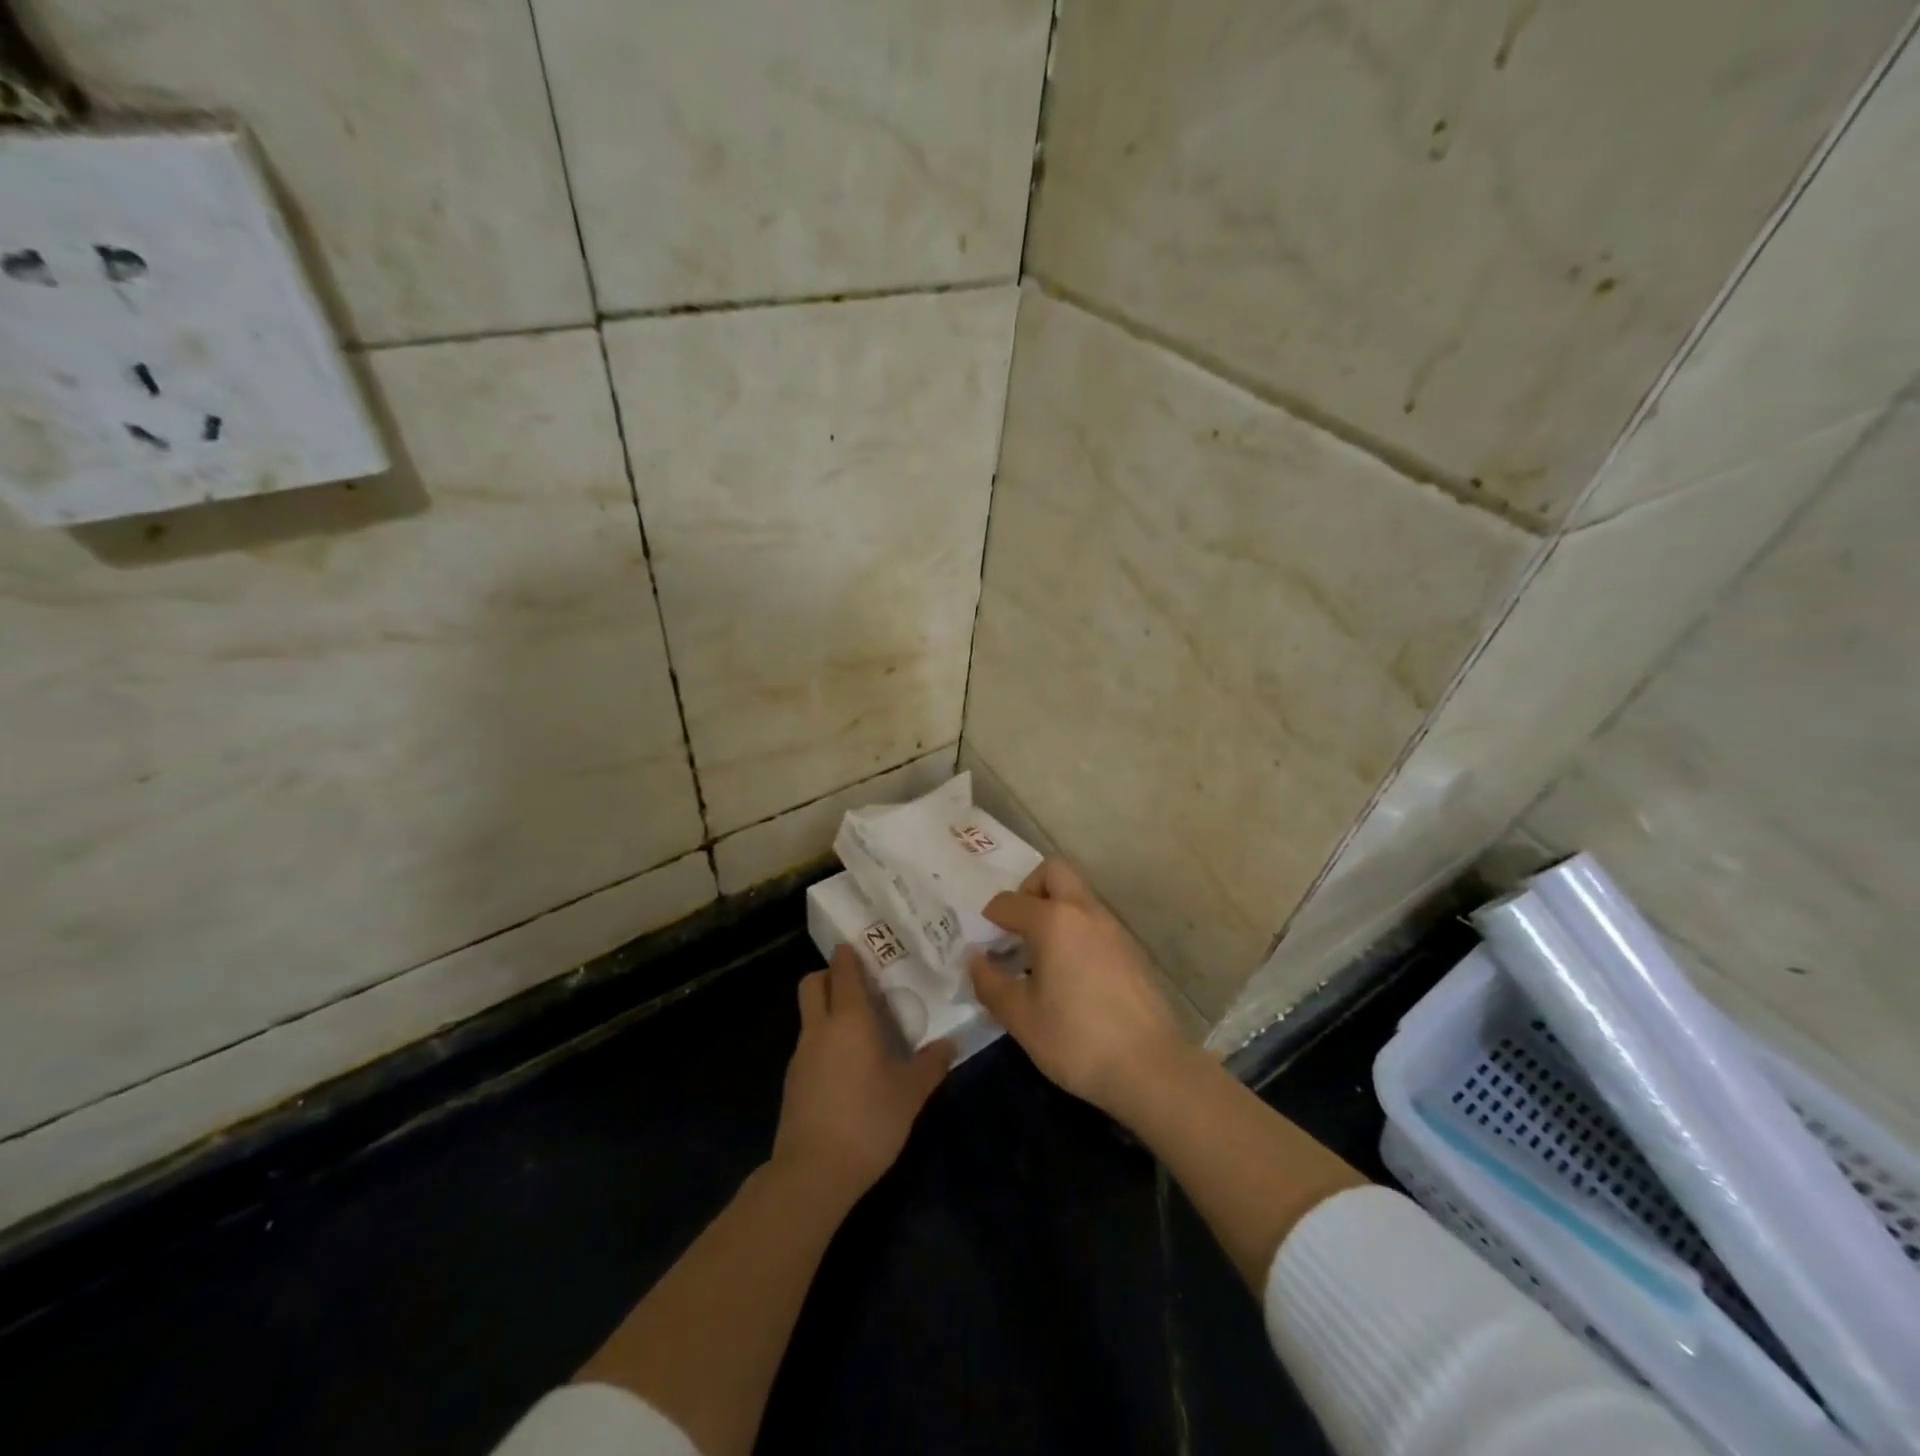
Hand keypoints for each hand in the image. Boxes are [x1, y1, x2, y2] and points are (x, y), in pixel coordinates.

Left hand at [772, 946, 953, 1203]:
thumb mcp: (910, 1094)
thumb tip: (950, 1044)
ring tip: (860, 1027)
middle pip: (812, 983)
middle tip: (859, 985)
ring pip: (808, 1014)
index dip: (850, 955)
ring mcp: (801, 1054)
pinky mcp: (792, 1081)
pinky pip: (808, 1044)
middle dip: (830, 975)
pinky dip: (824, 1040)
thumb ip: (930, 1065)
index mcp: (849, 1019)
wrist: (813, 1173)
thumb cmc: (868, 1121)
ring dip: (827, 1009)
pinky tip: (847, 1065)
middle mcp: (819, 1028)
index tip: (865, 948)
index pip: (842, 971)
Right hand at [969, 859, 1191, 1119]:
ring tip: (1041, 957)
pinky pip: (1095, 922)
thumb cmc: (1076, 1040)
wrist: (1150, 1068)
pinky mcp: (1132, 949)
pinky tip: (1071, 975)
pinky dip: (1077, 932)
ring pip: (1078, 896)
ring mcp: (1114, 928)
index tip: (984, 944)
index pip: (1009, 901)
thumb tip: (974, 958)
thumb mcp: (1020, 1017)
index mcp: (1053, 920)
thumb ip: (990, 982)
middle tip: (1017, 929)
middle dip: (1029, 889)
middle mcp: (1085, 911)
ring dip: (1055, 911)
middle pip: (1053, 872)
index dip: (989, 919)